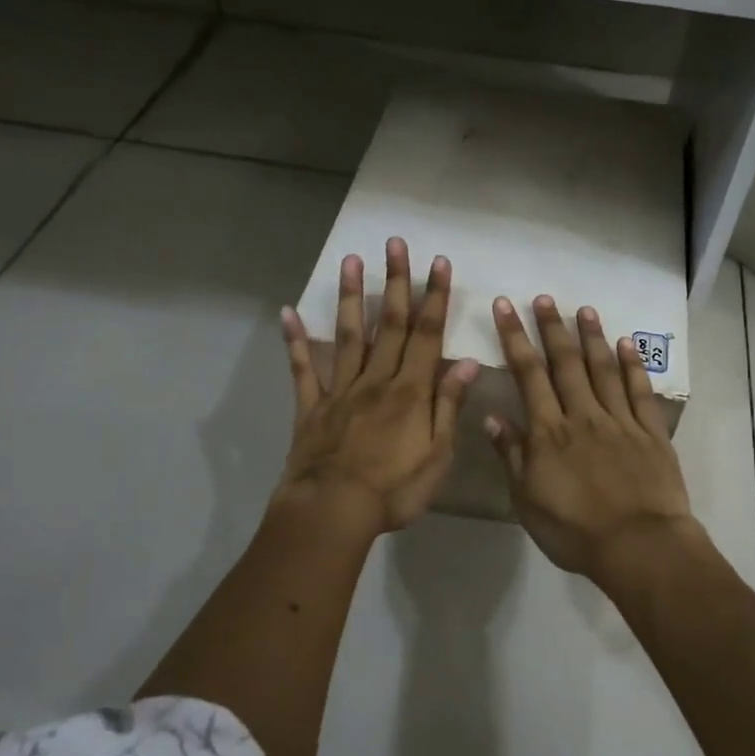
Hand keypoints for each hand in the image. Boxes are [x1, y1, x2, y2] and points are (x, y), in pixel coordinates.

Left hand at [277, 238, 478, 535]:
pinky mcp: (311, 407)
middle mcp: (376, 380)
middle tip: (394, 243)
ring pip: (348, 336)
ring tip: (350, 260)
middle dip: (394, 282)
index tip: (438, 263)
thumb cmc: (393, 490)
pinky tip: (288, 312)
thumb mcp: (437, 455)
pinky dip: (295, 341)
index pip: (426, 335)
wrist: (332, 512)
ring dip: (350, 297)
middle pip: (388, 324)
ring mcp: (340, 391)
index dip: (434, 297)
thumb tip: (466, 362)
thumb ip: (448, 405)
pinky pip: (303, 370)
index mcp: (410, 391)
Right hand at [486, 294, 699, 586]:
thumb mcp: (527, 501)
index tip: (505, 306)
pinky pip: (640, 392)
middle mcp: (583, 416)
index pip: (528, 374)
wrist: (638, 546)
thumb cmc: (575, 531)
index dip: (515, 338)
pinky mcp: (651, 432)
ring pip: (602, 369)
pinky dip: (633, 366)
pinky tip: (626, 344)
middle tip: (544, 298)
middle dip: (552, 327)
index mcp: (549, 432)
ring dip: (591, 337)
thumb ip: (512, 456)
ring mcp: (620, 421)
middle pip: (565, 363)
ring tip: (583, 309)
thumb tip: (493, 417)